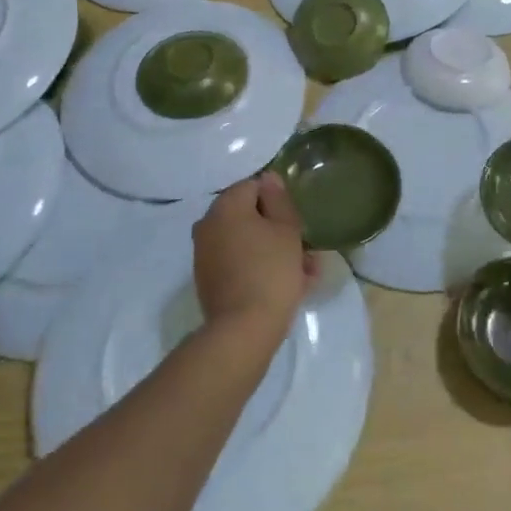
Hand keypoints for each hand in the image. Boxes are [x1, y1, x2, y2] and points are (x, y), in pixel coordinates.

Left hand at [194, 175, 316, 343]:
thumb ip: (278, 199)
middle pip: (249, 215)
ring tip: (304, 274)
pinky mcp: (207, 280)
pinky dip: (258, 267)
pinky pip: (238, 263)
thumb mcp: (287, 229)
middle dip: (278, 229)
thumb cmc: (270, 270)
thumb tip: (268, 179)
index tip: (296, 223)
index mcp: (225, 206)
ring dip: (273, 251)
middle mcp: (208, 224)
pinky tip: (286, 286)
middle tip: (304, 250)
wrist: (243, 331)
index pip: (255, 186)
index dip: (278, 202)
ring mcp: (205, 254)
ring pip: (246, 241)